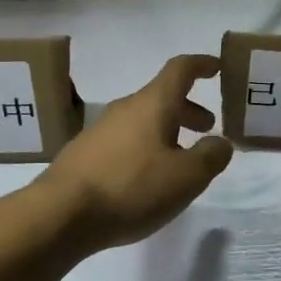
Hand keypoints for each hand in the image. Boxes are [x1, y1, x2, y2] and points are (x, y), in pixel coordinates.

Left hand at [36, 54, 233, 252]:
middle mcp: (125, 109)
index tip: (219, 68)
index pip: (180, 69)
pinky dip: (145, 149)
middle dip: (188, 109)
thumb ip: (211, 156)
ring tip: (181, 160)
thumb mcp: (186, 177)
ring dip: (168, 131)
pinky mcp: (84, 155)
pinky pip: (125, 141)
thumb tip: (221, 143)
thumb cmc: (131, 188)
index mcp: (152, 104)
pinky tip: (147, 180)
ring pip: (143, 121)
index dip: (202, 65)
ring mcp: (100, 131)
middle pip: (162, 97)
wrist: (59, 215)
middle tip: (207, 128)